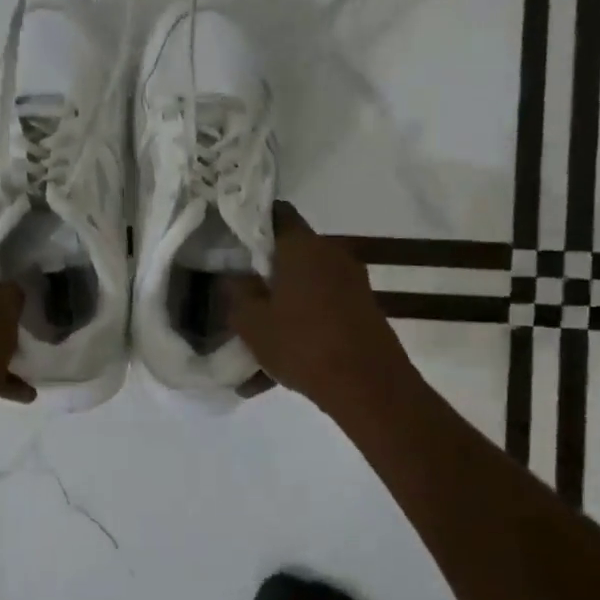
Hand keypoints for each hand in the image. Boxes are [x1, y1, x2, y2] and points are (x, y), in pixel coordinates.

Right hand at [225, 203, 413, 418]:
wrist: (369, 387)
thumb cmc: (302, 344)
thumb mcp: (251, 322)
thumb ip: (236, 292)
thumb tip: (233, 275)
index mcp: (303, 246)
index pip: (276, 213)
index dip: (251, 222)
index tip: (230, 240)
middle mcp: (332, 255)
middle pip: (289, 255)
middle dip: (262, 275)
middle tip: (236, 296)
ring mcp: (351, 284)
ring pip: (302, 290)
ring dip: (278, 311)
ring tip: (251, 348)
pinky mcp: (361, 312)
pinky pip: (319, 314)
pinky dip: (298, 332)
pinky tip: (271, 374)